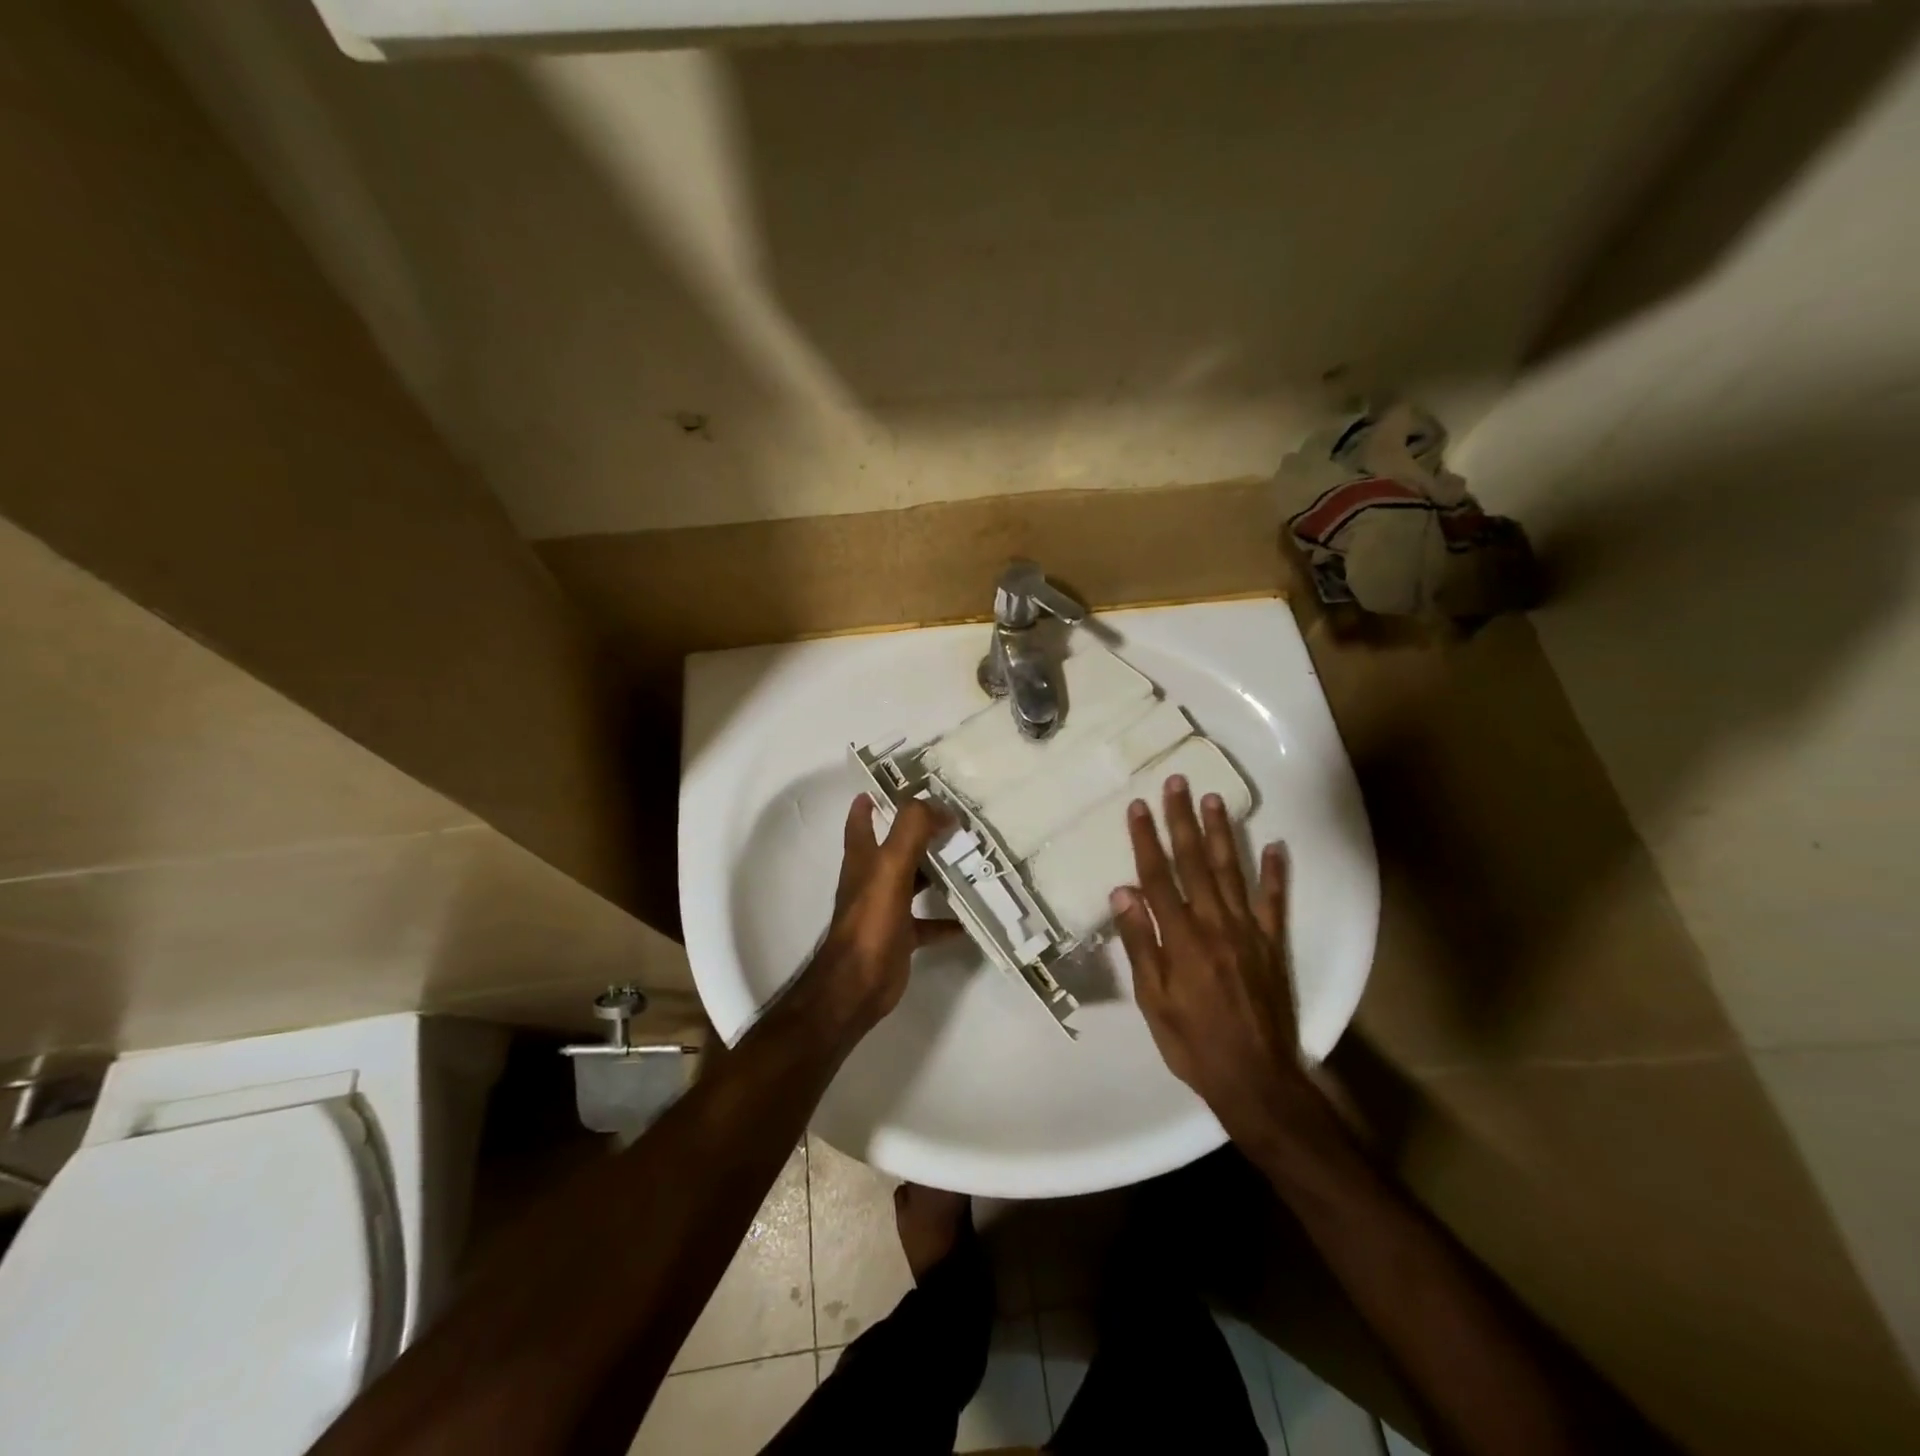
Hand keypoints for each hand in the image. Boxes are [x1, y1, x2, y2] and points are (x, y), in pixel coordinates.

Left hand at [812, 794, 959, 1033]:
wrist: (857, 984)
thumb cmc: (870, 920)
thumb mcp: (890, 865)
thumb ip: (912, 830)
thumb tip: (940, 807)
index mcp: (864, 857)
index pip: (862, 818)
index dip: (874, 798)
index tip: (900, 783)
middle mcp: (873, 878)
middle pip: (897, 846)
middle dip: (920, 831)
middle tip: (956, 818)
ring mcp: (886, 907)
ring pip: (915, 881)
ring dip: (938, 871)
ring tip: (972, 859)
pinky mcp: (901, 935)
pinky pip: (929, 922)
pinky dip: (948, 919)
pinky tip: (971, 916)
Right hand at [1110, 775, 1308, 1141]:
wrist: (1257, 1078)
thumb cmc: (1193, 1043)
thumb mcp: (1153, 1000)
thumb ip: (1140, 944)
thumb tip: (1122, 892)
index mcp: (1181, 938)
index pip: (1158, 877)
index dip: (1146, 839)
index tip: (1138, 806)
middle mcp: (1215, 924)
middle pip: (1194, 862)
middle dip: (1182, 820)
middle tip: (1176, 783)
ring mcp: (1249, 931)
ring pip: (1231, 871)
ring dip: (1222, 833)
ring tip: (1214, 798)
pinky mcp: (1273, 944)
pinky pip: (1276, 901)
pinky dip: (1276, 873)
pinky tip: (1276, 845)